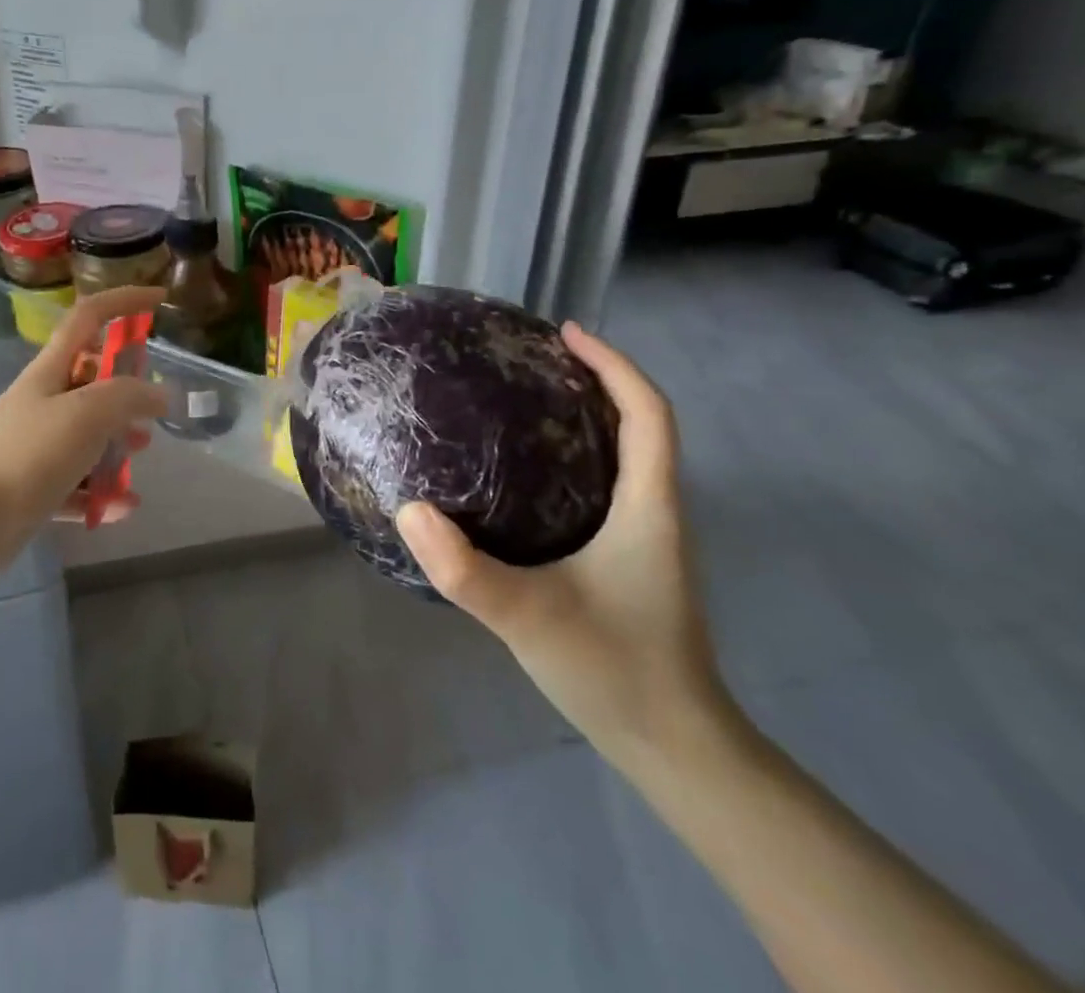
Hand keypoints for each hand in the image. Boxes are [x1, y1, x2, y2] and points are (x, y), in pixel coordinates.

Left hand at [0, 286, 167, 571]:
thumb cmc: (29, 454)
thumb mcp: (88, 413)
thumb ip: (130, 396)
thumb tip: (159, 395)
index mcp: (52, 370)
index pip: (89, 317)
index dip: (124, 302)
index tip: (160, 300)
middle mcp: (44, 401)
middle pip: (93, 380)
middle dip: (127, 393)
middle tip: (148, 416)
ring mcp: (37, 444)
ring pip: (88, 433)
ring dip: (116, 444)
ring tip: (137, 459)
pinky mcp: (33, 486)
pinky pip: (77, 483)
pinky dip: (100, 492)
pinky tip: (120, 507)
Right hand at [395, 322, 729, 762]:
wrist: (676, 750)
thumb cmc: (617, 672)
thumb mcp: (531, 618)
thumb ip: (466, 570)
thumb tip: (408, 508)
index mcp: (648, 508)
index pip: (648, 414)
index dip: (614, 364)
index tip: (565, 334)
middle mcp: (654, 512)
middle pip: (637, 424)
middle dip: (592, 380)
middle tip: (528, 360)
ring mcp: (643, 538)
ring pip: (622, 455)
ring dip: (582, 417)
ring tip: (518, 401)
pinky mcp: (626, 560)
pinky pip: (603, 486)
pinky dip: (571, 457)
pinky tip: (519, 474)